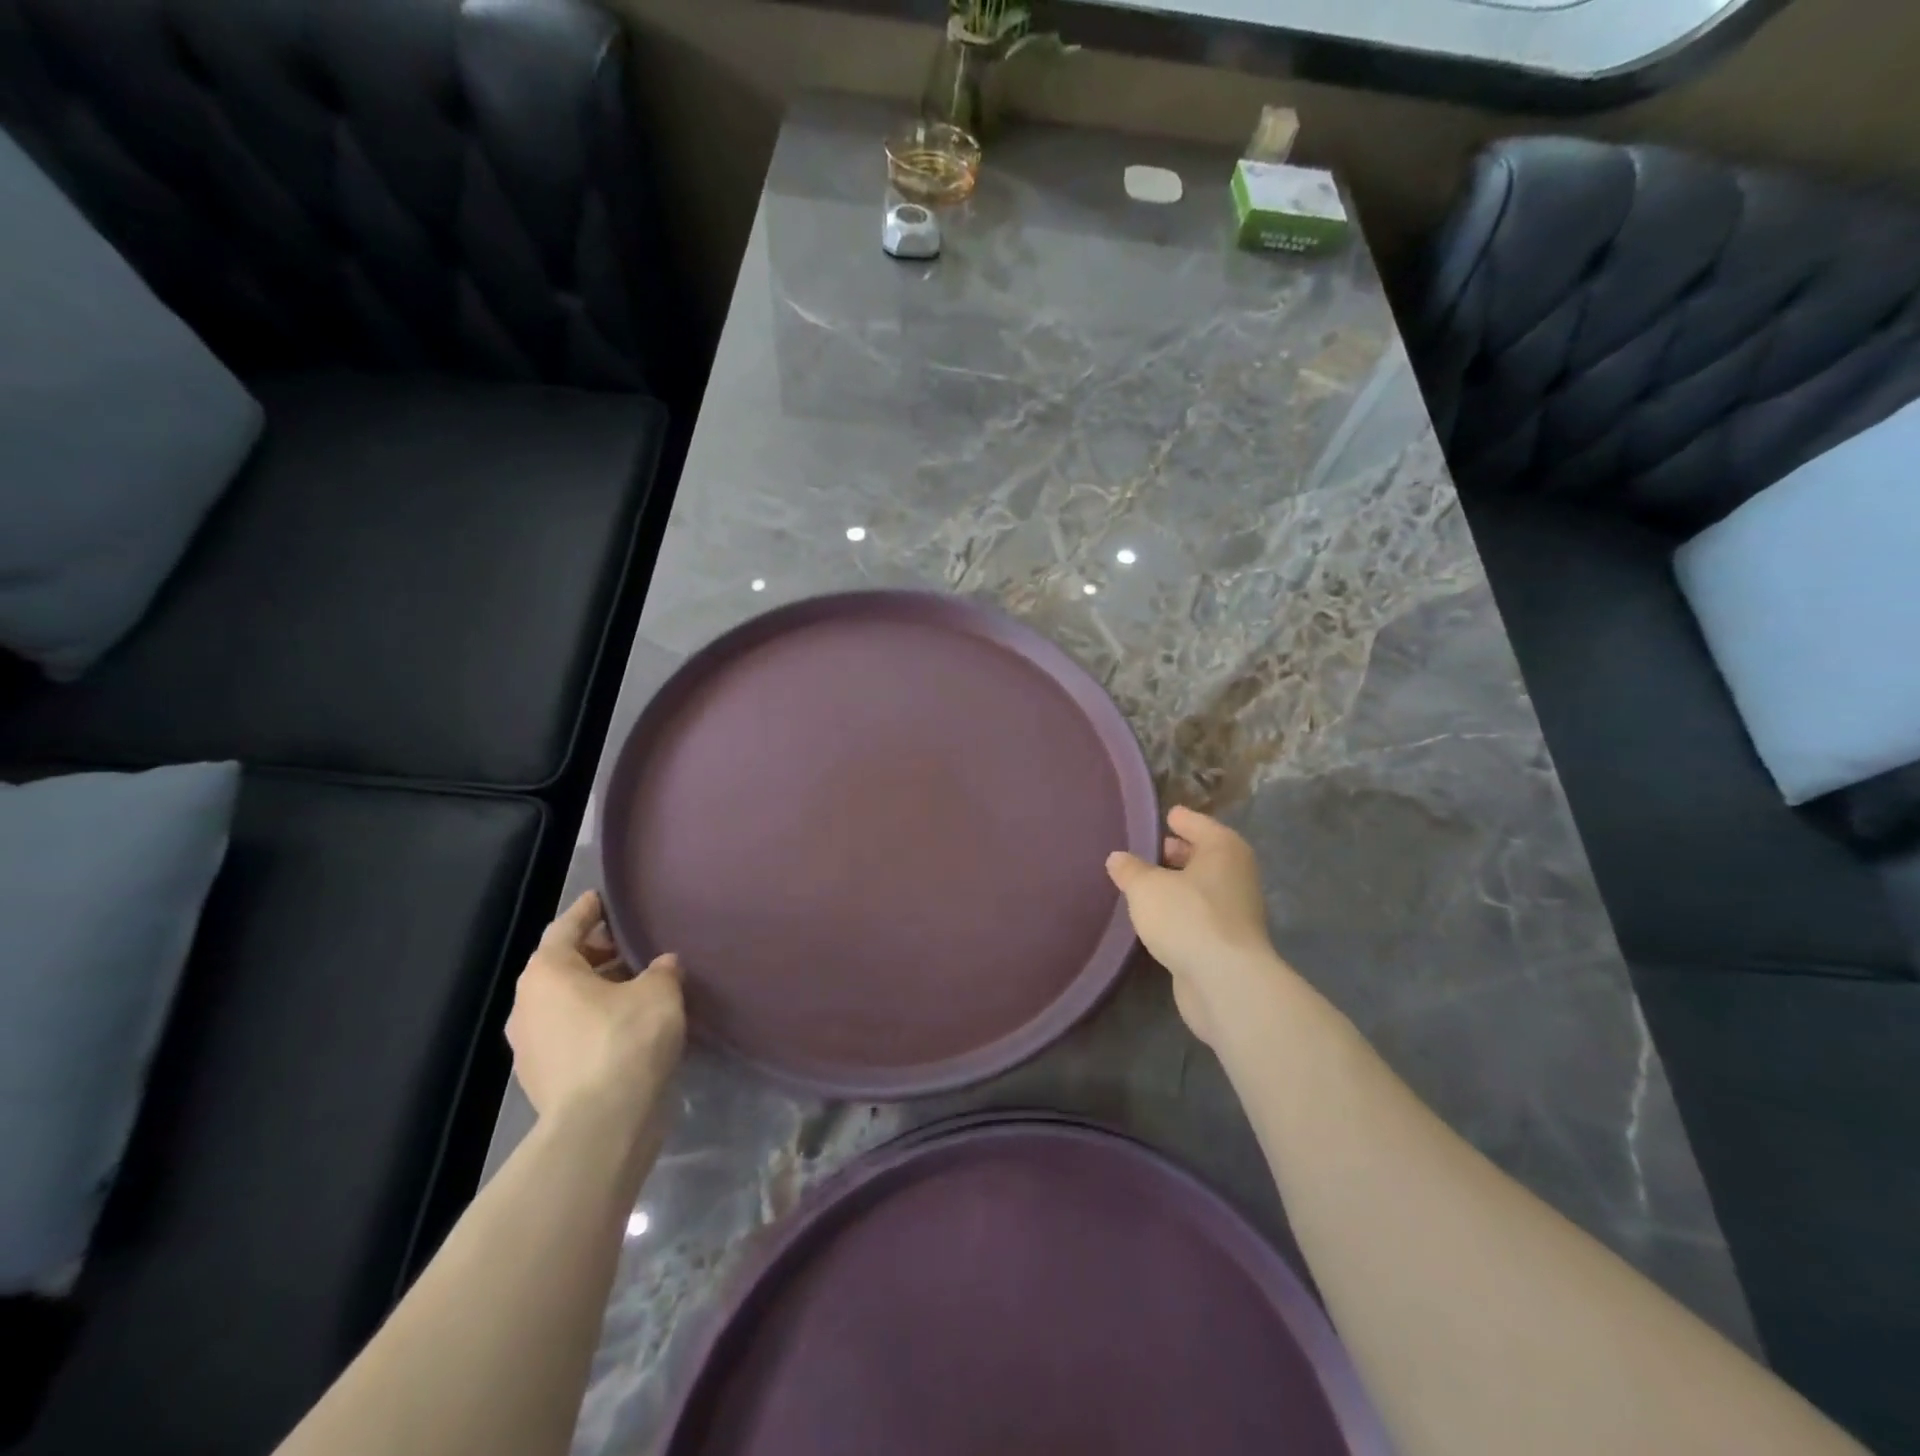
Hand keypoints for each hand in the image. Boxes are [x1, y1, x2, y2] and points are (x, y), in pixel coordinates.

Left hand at [506, 891, 685, 1134]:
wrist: (601, 1125)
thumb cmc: (626, 1040)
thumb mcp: (660, 992)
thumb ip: (661, 970)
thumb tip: (662, 965)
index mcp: (547, 973)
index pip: (566, 928)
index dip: (587, 911)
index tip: (602, 899)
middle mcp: (527, 1005)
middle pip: (561, 967)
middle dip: (595, 954)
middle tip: (629, 945)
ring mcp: (529, 1047)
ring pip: (564, 1004)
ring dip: (595, 991)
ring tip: (634, 986)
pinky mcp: (543, 1080)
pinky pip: (568, 1035)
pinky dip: (592, 1023)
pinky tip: (625, 1026)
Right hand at [1106, 807, 1289, 1046]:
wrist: (1225, 982)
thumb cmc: (1187, 917)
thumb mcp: (1146, 887)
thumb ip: (1130, 870)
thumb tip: (1118, 858)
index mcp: (1223, 848)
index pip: (1195, 822)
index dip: (1176, 819)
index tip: (1160, 817)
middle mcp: (1236, 874)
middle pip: (1202, 855)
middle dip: (1176, 853)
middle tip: (1144, 852)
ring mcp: (1236, 911)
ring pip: (1201, 888)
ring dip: (1177, 886)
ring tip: (1143, 886)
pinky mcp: (1228, 943)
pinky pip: (1199, 916)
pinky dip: (1182, 913)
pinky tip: (1158, 919)